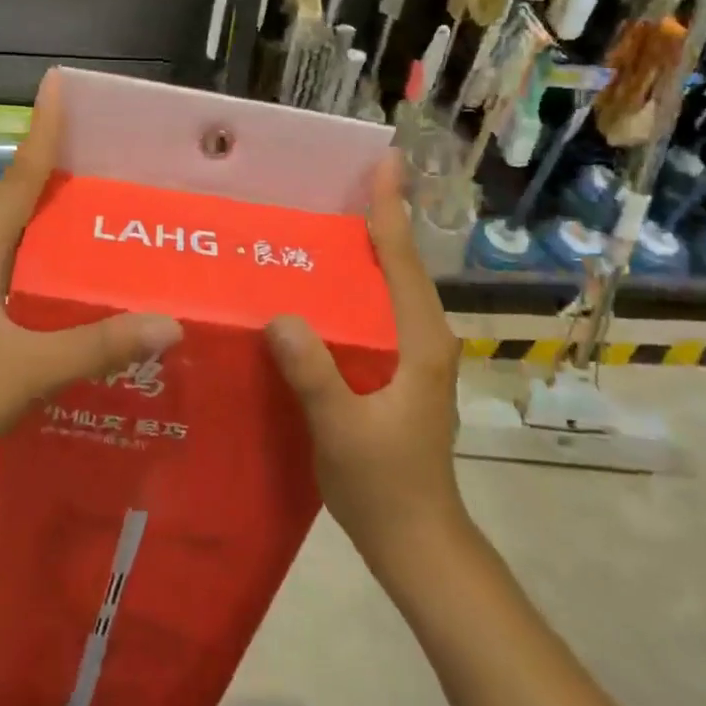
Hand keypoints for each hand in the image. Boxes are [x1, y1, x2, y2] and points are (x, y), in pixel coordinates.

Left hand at [0, 70, 182, 496]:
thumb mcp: (31, 372)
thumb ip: (100, 345)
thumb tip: (170, 323)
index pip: (18, 175)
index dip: (42, 130)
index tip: (56, 85)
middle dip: (36, 173)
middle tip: (83, 169)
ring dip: (13, 211)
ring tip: (55, 218)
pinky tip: (14, 278)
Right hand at [265, 154, 468, 572]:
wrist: (417, 543)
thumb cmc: (385, 485)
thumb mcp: (342, 430)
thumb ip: (314, 373)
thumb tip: (281, 315)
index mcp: (420, 344)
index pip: (402, 263)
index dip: (390, 210)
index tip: (385, 163)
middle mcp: (424, 341)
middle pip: (401, 266)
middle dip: (380, 219)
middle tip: (345, 180)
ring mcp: (414, 358)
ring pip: (390, 289)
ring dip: (368, 251)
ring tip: (330, 218)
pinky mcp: (399, 374)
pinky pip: (377, 314)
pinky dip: (357, 287)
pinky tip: (322, 287)